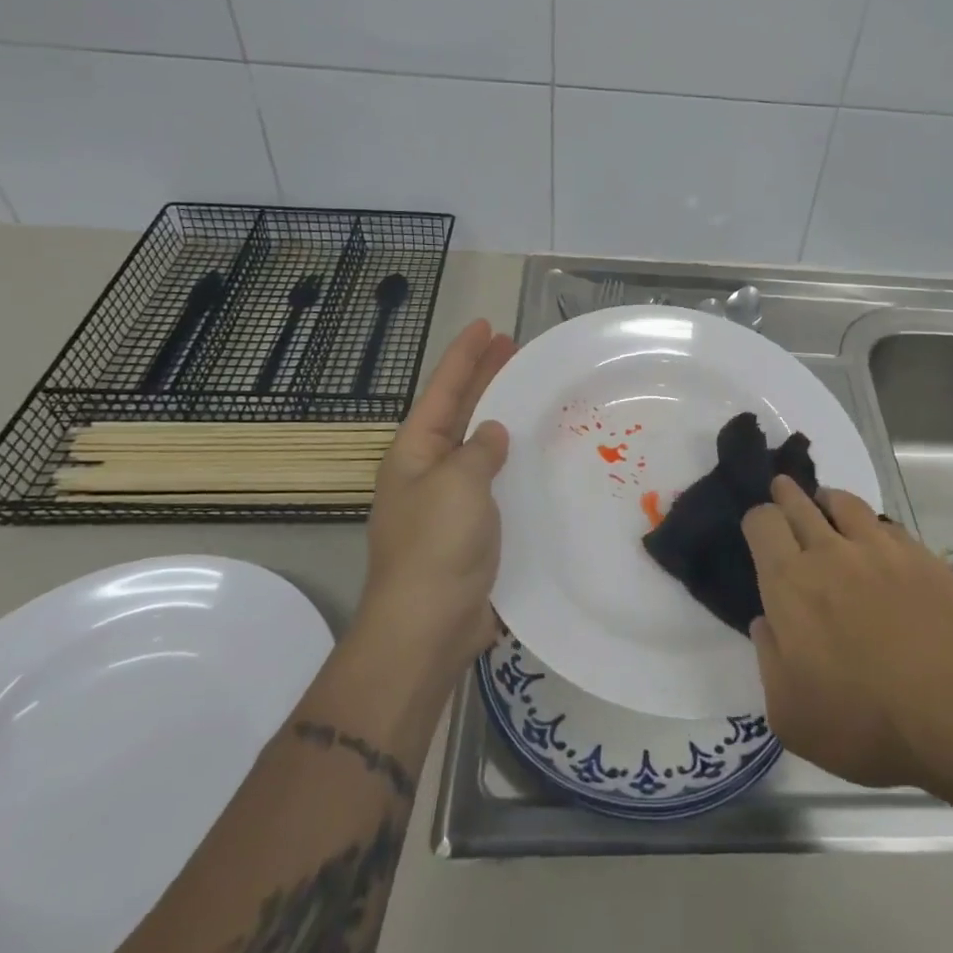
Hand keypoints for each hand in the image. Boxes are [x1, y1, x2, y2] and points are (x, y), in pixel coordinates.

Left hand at [361, 318, 516, 669]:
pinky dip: (514, 461)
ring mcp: (450, 501)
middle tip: (514, 347)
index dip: (464, 355)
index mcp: (415, 452)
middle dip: (484, 377)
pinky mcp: (473, 529)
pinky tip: (538, 455)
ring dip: (502, 417)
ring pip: (479, 445)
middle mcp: (429, 470)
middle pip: (459, 411)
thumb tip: (492, 434)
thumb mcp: (458, 484)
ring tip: (531, 391)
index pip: (443, 390)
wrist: (428, 627)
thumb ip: (479, 450)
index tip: (487, 325)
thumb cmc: (437, 546)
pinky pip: (495, 481)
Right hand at [743, 478, 952, 793]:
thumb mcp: (790, 715)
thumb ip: (769, 660)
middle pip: (799, 501)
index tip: (759, 531)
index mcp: (789, 583)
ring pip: (843, 502)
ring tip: (827, 506)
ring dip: (828, 500)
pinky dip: (873, 526)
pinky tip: (877, 541)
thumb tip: (766, 622)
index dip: (756, 520)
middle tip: (783, 492)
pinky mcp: (920, 555)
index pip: (762, 522)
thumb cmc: (864, 722)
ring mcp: (878, 548)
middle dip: (786, 494)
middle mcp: (829, 552)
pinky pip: (886, 525)